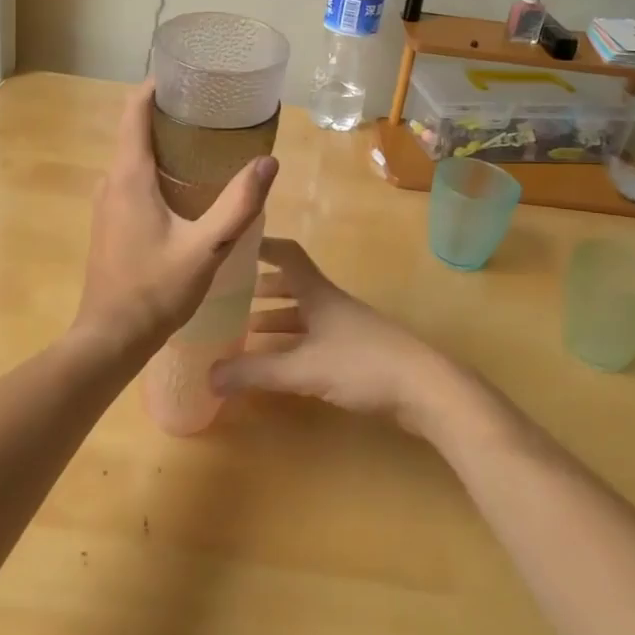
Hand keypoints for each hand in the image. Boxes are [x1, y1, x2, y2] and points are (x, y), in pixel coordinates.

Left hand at [74, 81, 277, 357]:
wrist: (109, 339)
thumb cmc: (155, 290)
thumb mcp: (206, 248)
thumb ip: (239, 205)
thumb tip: (268, 162)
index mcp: (129, 175)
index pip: (133, 110)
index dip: (156, 86)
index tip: (187, 75)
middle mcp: (111, 181)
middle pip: (136, 130)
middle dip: (170, 114)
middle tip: (213, 110)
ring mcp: (106, 203)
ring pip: (135, 157)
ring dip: (166, 144)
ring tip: (207, 143)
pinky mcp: (110, 222)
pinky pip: (133, 179)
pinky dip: (158, 169)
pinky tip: (187, 187)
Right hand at [211, 239, 468, 433]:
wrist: (426, 390)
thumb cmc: (363, 364)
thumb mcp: (303, 368)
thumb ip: (256, 372)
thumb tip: (207, 374)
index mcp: (318, 293)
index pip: (287, 255)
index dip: (262, 246)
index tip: (234, 244)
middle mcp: (331, 303)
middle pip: (293, 286)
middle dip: (262, 289)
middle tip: (231, 299)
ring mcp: (346, 328)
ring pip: (304, 316)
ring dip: (276, 321)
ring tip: (246, 334)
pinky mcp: (357, 354)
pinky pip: (314, 340)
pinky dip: (292, 346)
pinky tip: (280, 366)